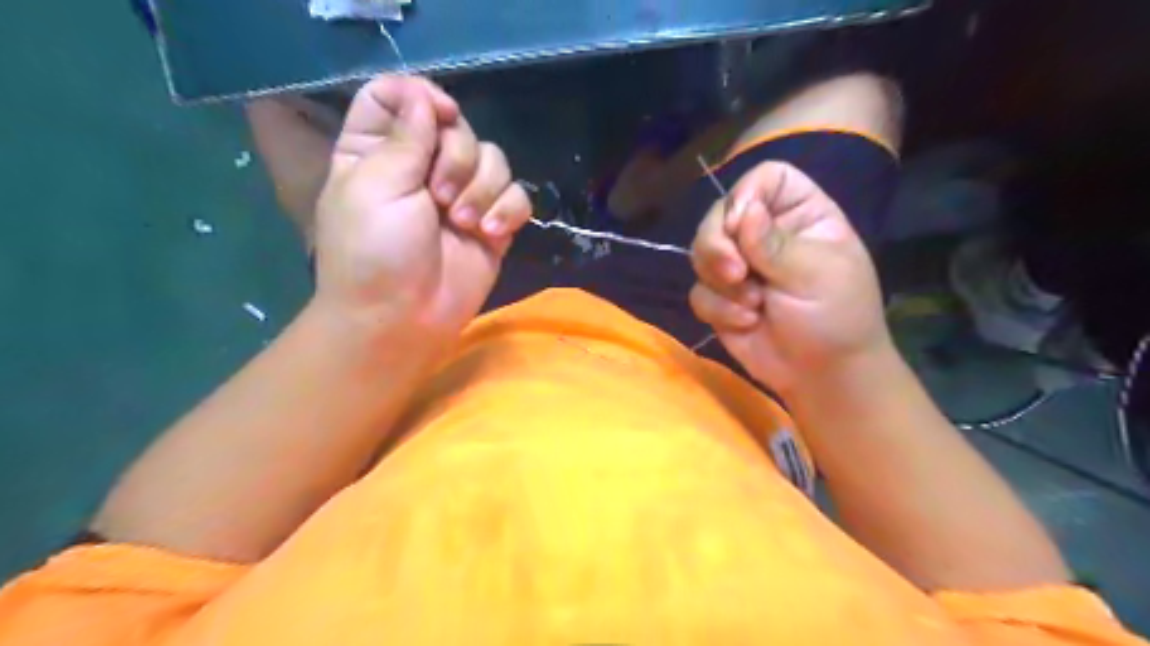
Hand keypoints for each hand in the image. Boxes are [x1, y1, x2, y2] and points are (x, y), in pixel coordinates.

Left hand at [312, 76, 530, 352]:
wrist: (403, 318)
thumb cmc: (374, 252)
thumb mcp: (377, 185)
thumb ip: (406, 136)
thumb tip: (425, 97)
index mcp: (379, 150)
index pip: (400, 97)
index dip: (422, 97)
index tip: (438, 116)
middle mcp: (423, 167)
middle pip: (458, 126)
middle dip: (457, 158)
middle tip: (440, 198)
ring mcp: (462, 196)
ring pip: (494, 159)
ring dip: (484, 188)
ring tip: (465, 223)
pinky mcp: (492, 224)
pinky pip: (518, 196)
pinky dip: (509, 210)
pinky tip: (491, 234)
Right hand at [690, 161, 886, 394]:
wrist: (822, 375)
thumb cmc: (835, 318)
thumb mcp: (814, 274)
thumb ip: (774, 242)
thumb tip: (743, 210)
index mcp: (800, 214)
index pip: (766, 179)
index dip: (746, 195)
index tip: (742, 226)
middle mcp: (765, 233)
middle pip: (719, 214)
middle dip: (719, 246)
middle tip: (735, 274)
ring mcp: (740, 265)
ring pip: (701, 252)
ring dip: (720, 282)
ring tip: (751, 305)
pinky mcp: (721, 297)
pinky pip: (698, 291)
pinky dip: (717, 308)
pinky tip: (746, 322)